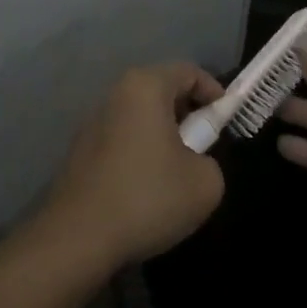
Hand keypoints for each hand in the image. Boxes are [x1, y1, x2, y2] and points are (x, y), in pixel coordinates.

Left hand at [45, 63, 225, 268]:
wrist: (79, 236)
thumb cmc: (148, 197)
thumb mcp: (205, 183)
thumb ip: (211, 160)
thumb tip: (195, 161)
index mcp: (145, 87)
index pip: (188, 71)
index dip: (214, 93)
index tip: (227, 122)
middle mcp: (116, 94)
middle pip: (162, 91)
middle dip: (188, 115)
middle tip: (205, 148)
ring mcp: (93, 120)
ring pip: (141, 116)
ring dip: (163, 135)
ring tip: (177, 173)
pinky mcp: (81, 149)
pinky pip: (122, 137)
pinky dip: (140, 151)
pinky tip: (146, 188)